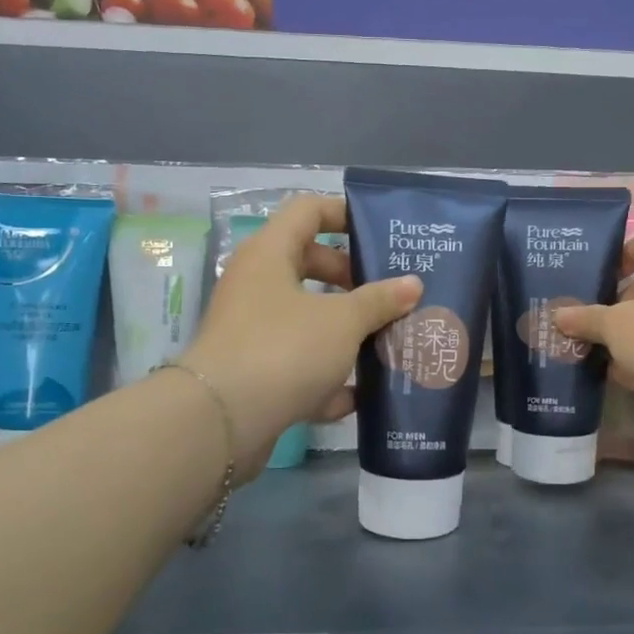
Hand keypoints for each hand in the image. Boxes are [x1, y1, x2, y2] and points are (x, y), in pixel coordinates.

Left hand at [179, 195, 420, 476]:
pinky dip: (325, 377)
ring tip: (388, 341)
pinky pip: (297, 363)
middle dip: (353, 279)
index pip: (308, 210)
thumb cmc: (285, 349)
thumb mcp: (343, 321)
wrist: (221, 423)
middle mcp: (256, 285)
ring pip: (306, 318)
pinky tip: (359, 396)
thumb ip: (380, 301)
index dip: (345, 213)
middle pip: (309, 264)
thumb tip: (413, 284)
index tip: (382, 234)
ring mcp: (251, 330)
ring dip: (345, 331)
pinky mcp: (253, 372)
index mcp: (270, 254)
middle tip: (391, 294)